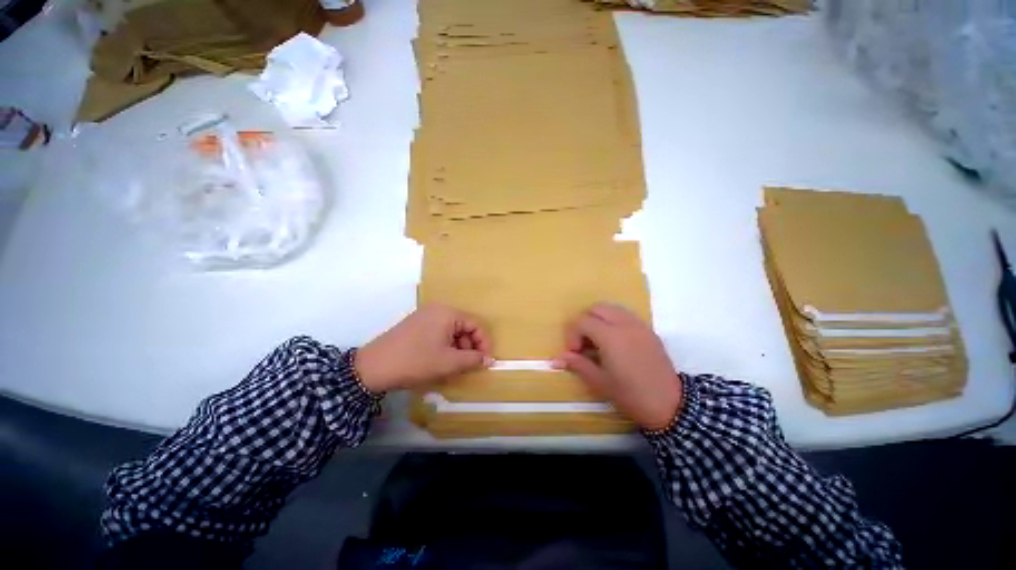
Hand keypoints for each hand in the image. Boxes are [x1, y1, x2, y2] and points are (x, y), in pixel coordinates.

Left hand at [355, 305, 491, 392]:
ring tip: (454, 366)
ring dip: (457, 348)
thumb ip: (473, 360)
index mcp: (447, 313)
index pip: (475, 324)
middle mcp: (437, 310)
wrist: (373, 368)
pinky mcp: (415, 325)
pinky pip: (438, 333)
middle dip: (469, 347)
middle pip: (463, 327)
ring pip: (450, 331)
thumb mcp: (449, 362)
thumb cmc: (416, 361)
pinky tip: (440, 361)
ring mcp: (424, 316)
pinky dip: (444, 346)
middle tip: (468, 366)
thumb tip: (489, 360)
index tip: (486, 361)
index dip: (484, 343)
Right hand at [554, 303, 682, 430]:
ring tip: (598, 341)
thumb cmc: (631, 395)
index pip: (582, 321)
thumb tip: (555, 359)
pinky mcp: (648, 330)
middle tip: (584, 344)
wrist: (670, 405)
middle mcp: (624, 324)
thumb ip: (577, 364)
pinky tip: (614, 342)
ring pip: (612, 308)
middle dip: (584, 322)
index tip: (574, 353)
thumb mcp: (600, 382)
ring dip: (599, 319)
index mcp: (611, 336)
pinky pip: (625, 315)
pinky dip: (613, 321)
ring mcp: (639, 325)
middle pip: (596, 308)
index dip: (572, 335)